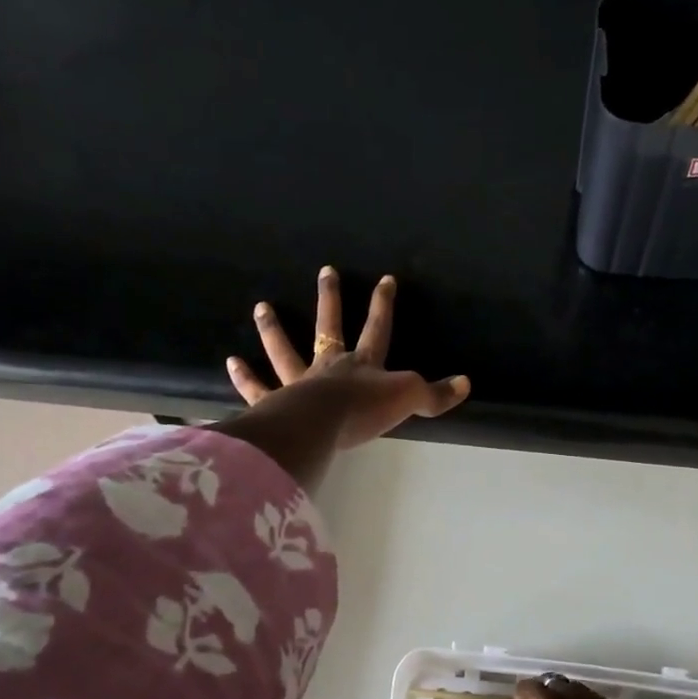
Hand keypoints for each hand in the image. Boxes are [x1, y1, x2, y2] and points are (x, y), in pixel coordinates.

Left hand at [227, 266, 469, 447]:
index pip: (377, 328)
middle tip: (325, 272)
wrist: (320, 427)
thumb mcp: (408, 399)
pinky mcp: (276, 403)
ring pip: (286, 350)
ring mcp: (300, 383)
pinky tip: (232, 363)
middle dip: (330, 300)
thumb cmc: (364, 410)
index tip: (386, 279)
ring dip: (273, 329)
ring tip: (260, 307)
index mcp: (363, 364)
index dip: (383, 304)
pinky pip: (259, 388)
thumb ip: (435, 394)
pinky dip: (245, 378)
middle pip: (329, 327)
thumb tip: (465, 384)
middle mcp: (330, 366)